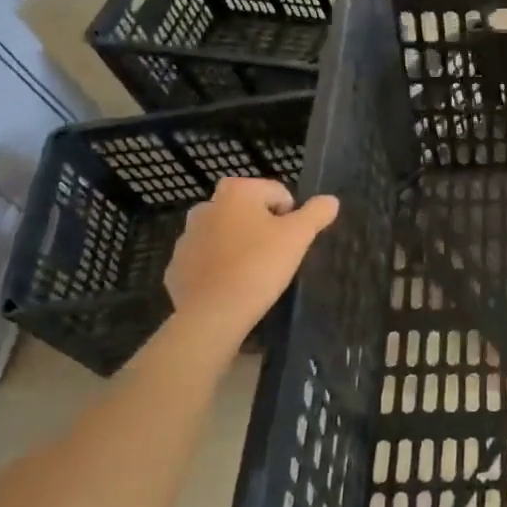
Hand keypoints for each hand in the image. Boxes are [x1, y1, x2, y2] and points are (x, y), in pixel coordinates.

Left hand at [165, 178, 338, 341]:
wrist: (214, 314)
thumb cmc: (260, 265)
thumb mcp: (299, 236)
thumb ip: (317, 213)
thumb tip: (330, 201)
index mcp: (236, 192)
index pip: (276, 193)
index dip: (290, 215)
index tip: (290, 241)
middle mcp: (206, 207)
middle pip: (247, 212)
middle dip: (261, 228)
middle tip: (274, 256)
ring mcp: (186, 238)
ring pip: (224, 235)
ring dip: (238, 246)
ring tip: (253, 273)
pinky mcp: (175, 267)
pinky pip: (206, 261)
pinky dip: (218, 268)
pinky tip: (231, 286)